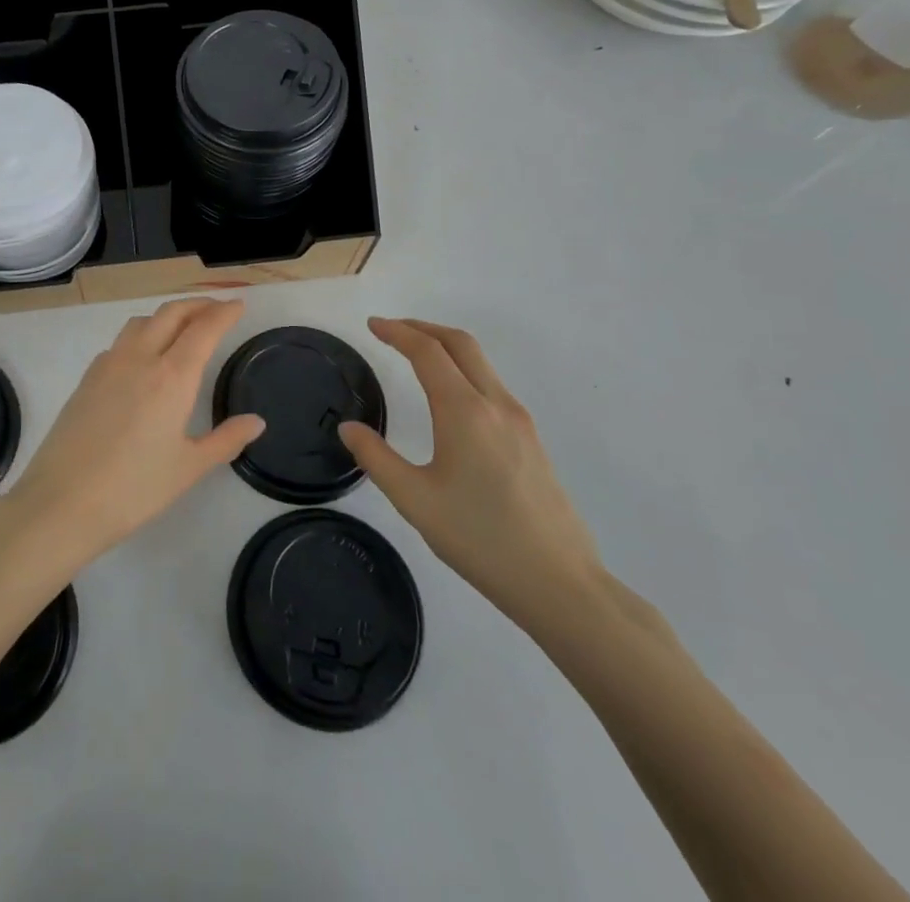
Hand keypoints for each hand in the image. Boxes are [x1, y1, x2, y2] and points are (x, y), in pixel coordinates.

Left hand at [6, 299, 265, 565]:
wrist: (62, 501)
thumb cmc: (134, 489)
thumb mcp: (189, 468)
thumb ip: (226, 440)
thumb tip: (256, 422)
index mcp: (171, 376)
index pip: (203, 329)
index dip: (224, 312)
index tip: (238, 304)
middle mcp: (140, 358)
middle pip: (171, 313)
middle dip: (197, 305)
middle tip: (217, 309)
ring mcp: (108, 364)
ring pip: (141, 322)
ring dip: (167, 316)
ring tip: (182, 328)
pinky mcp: (87, 378)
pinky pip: (120, 341)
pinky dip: (141, 335)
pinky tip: (144, 359)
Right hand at [339, 318, 603, 632]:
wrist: (560, 584)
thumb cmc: (480, 539)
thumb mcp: (415, 500)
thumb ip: (376, 458)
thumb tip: (349, 428)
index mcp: (465, 411)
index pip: (427, 351)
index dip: (397, 332)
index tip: (372, 325)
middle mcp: (496, 404)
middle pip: (461, 344)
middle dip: (423, 328)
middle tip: (392, 331)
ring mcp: (521, 421)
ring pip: (481, 363)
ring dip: (446, 348)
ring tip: (416, 358)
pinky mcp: (532, 441)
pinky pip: (493, 386)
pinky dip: (464, 371)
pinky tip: (450, 399)